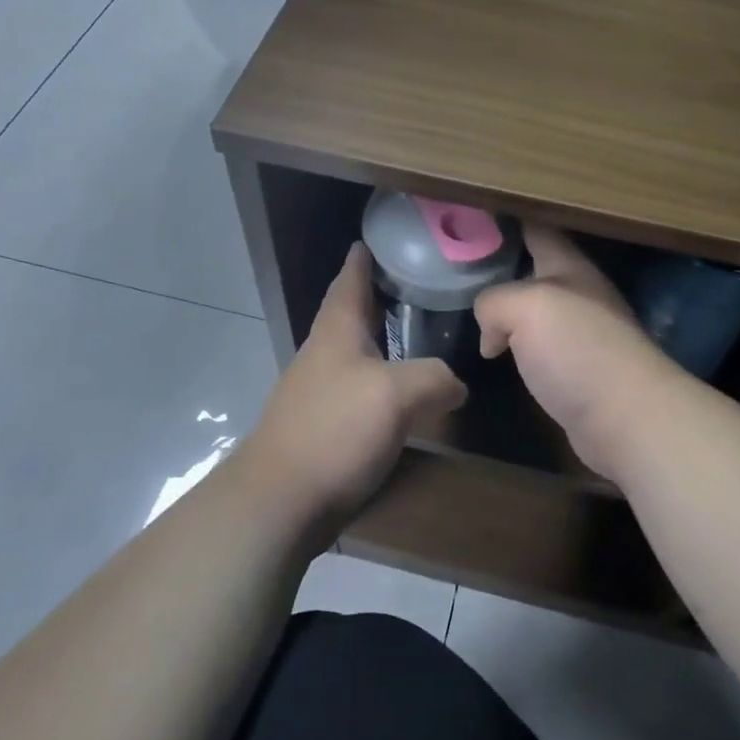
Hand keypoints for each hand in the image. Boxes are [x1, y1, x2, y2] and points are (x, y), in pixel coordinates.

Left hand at [240, 243, 467, 526]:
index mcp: (337, 330)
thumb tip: (457, 384)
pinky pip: (359, 386)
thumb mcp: (396, 395)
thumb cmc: (335, 430)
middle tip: (416, 282)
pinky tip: (403, 390)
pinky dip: (382, 376)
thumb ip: (434, 378)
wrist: (281, 500)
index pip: (350, 279)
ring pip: (356, 349)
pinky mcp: (324, 424)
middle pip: (352, 312)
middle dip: (379, 294)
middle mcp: (324, 352)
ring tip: (418, 332)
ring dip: (382, 336)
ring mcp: (320, 389)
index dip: (364, 258)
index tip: (378, 238)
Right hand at [475, 227, 683, 481]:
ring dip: (507, 309)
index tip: (472, 214)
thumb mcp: (526, 307)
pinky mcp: (578, 372)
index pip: (536, 228)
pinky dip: (516, 346)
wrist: (628, 419)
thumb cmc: (579, 350)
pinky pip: (539, 348)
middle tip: (456, 265)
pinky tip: (497, 355)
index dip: (506, 219)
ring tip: (468, 308)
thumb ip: (494, 301)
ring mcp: (581, 335)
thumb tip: (490, 331)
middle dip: (500, 264)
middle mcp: (578, 295)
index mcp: (570, 268)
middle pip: (534, 269)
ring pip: (535, 311)